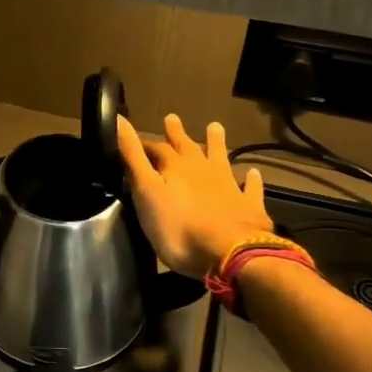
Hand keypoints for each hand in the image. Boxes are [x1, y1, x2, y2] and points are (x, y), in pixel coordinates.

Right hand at [117, 114, 273, 277]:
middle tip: (172, 117)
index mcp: (176, 167)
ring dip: (217, 143)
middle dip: (177, 134)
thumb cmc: (179, 227)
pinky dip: (251, 180)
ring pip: (220, 158)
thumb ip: (133, 157)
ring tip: (215, 126)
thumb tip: (118, 118)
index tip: (134, 137)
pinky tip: (253, 173)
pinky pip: (250, 188)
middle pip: (188, 147)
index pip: (157, 148)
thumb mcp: (146, 192)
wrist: (230, 253)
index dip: (145, 143)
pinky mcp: (248, 206)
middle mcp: (203, 170)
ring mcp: (229, 186)